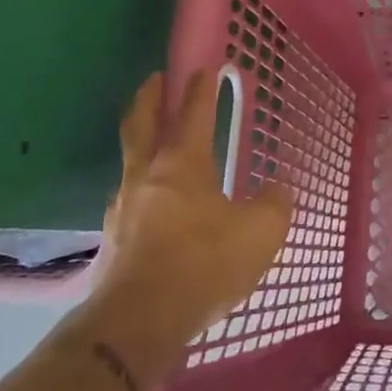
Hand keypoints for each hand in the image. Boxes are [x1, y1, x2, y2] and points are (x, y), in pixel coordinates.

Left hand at [77, 71, 293, 372]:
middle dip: (150, 97)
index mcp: (182, 164)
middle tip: (156, 79)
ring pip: (131, 159)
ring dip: (143, 140)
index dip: (201, 89)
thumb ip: (274, 204)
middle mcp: (146, 175)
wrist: (137, 322)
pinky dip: (143, 182)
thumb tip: (277, 190)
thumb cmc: (203, 265)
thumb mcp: (261, 233)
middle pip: (141, 123)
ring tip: (159, 142)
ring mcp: (123, 207)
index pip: (192, 113)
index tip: (205, 68)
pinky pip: (130, 195)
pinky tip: (156, 201)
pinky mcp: (114, 239)